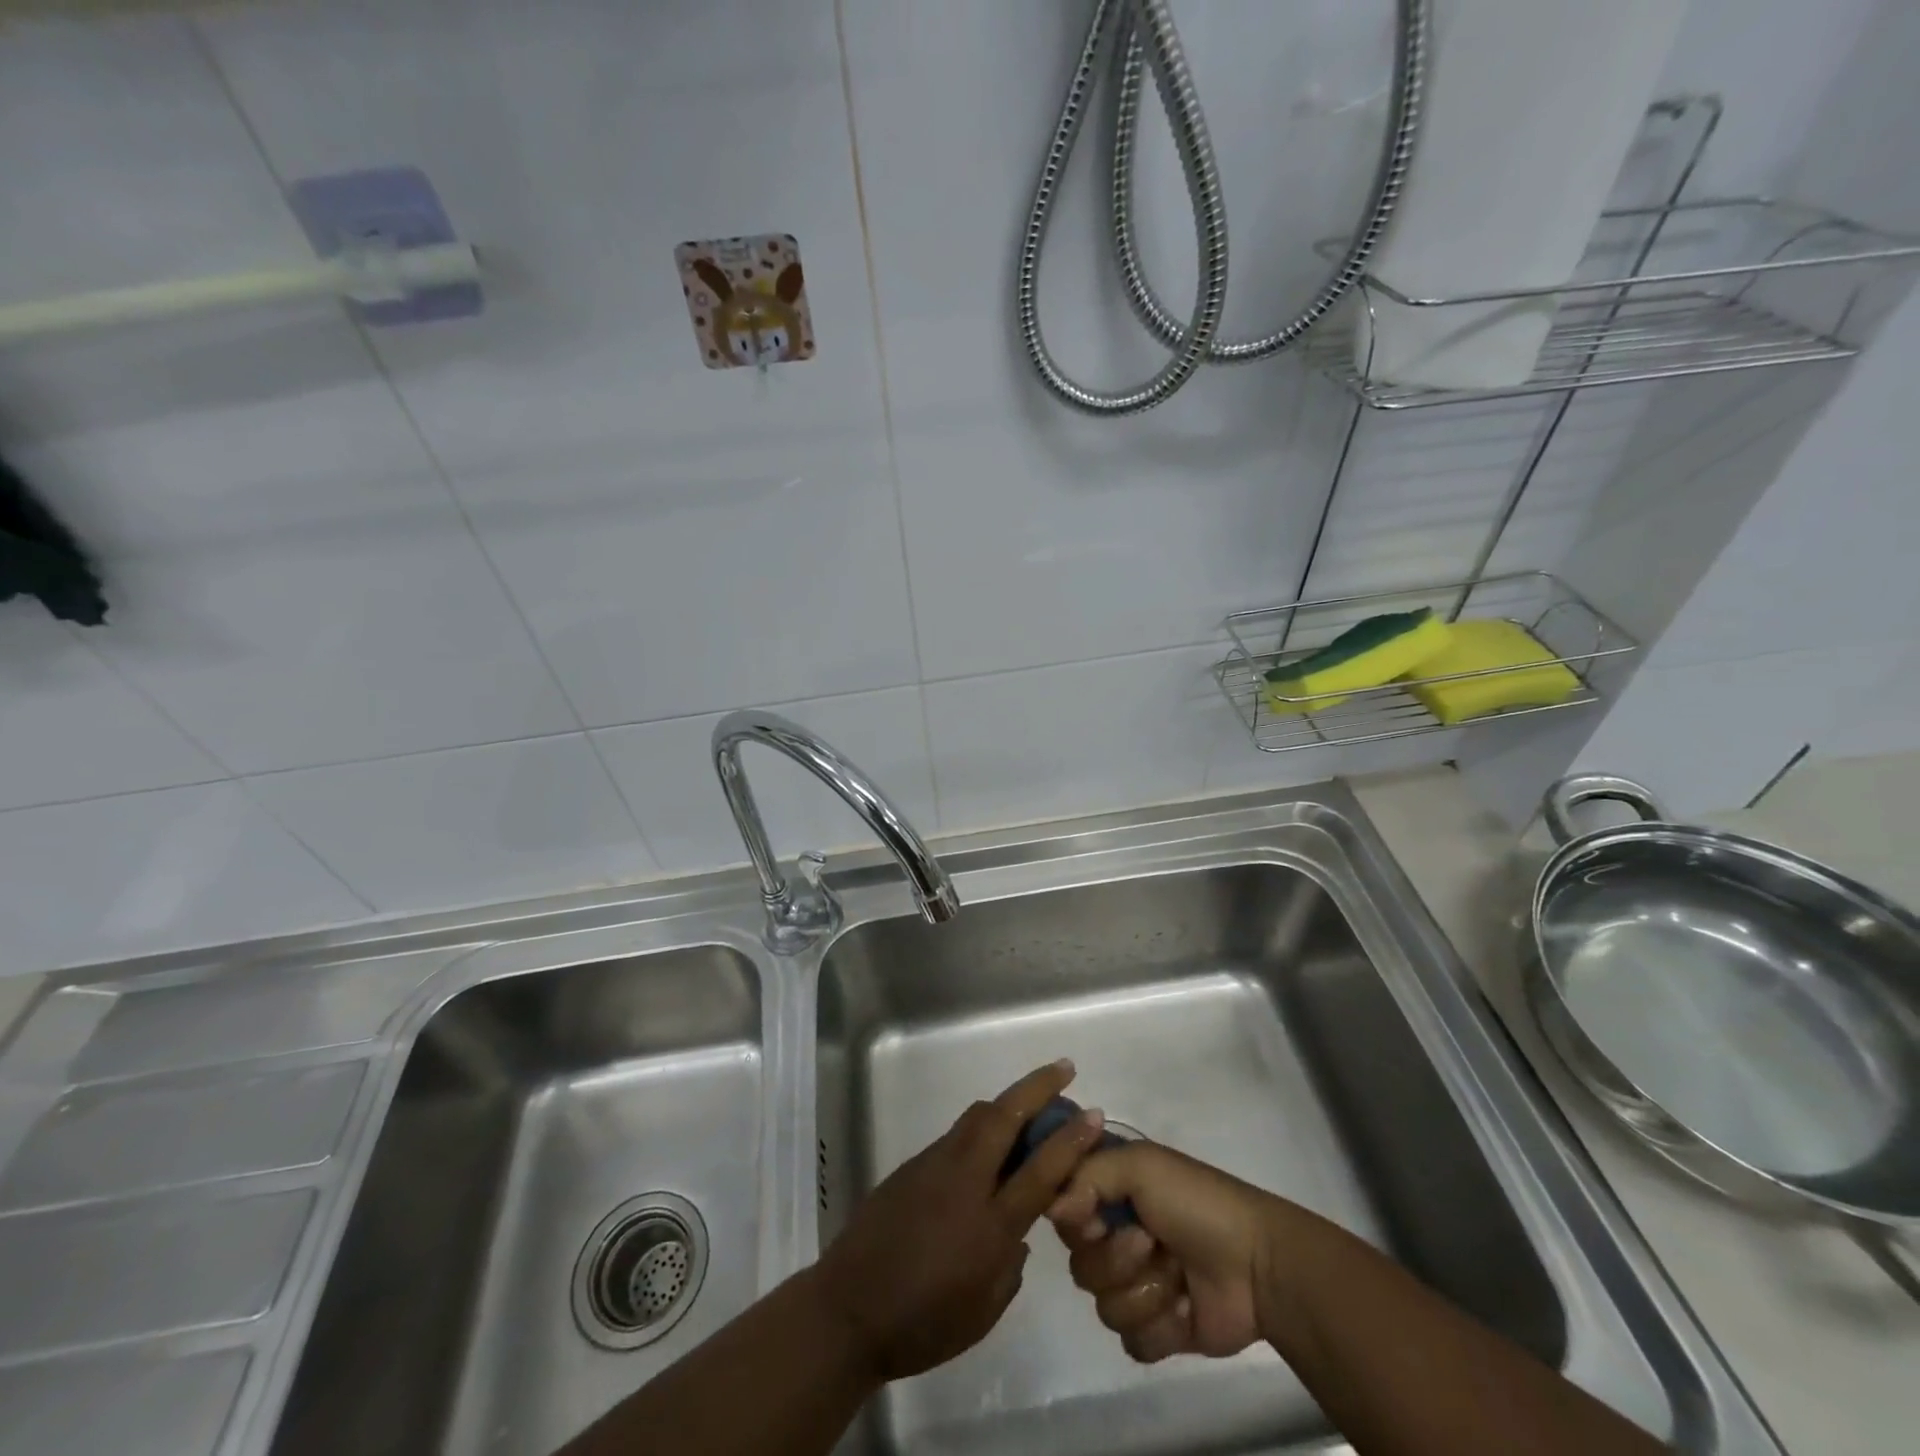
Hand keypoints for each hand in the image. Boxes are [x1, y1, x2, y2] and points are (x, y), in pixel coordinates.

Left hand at [814, 1059, 1107, 1382]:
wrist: (847, 1312)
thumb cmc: (922, 1325)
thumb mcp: (983, 1311)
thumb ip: (1010, 1266)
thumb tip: (1019, 1233)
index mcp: (988, 1225)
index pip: (1039, 1171)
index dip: (1070, 1140)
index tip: (1092, 1112)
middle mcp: (963, 1181)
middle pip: (1004, 1117)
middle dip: (1037, 1087)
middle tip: (1064, 1069)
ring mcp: (934, 1166)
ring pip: (977, 1117)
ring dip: (1009, 1102)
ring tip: (1033, 1101)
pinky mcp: (912, 1166)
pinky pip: (957, 1135)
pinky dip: (982, 1126)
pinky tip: (990, 1146)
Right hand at [1049, 1142, 1287, 1363]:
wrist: (1257, 1265)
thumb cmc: (1197, 1202)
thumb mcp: (1141, 1165)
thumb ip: (1086, 1174)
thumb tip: (1052, 1209)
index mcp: (1111, 1192)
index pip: (1061, 1209)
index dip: (1073, 1217)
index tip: (1094, 1215)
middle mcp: (1116, 1234)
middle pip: (1078, 1262)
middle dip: (1115, 1258)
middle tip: (1149, 1242)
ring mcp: (1136, 1284)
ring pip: (1103, 1305)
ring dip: (1143, 1291)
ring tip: (1176, 1276)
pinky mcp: (1156, 1330)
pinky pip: (1130, 1341)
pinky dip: (1159, 1326)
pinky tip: (1185, 1309)